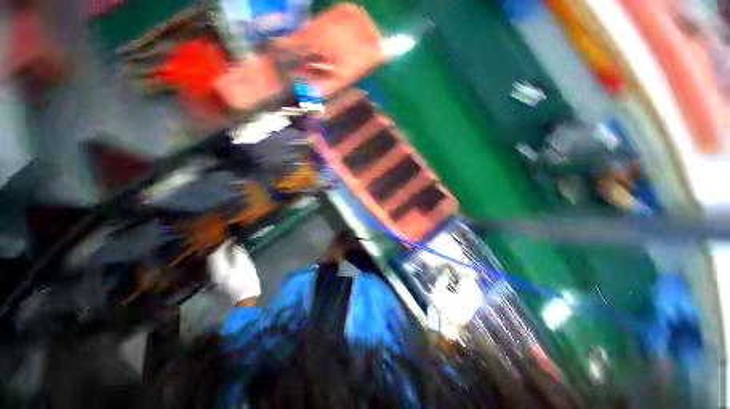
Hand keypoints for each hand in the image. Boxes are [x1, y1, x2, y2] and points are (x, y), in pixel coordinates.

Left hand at [207, 239, 260, 304]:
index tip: (231, 239)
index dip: (223, 244)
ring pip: (214, 262)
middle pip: (212, 258)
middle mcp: (214, 272)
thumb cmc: (246, 280)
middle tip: (229, 243)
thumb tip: (234, 245)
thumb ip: (238, 253)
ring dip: (220, 255)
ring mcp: (215, 278)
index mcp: (219, 268)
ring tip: (229, 249)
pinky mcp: (220, 281)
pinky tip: (229, 259)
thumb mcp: (245, 264)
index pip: (216, 253)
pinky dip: (222, 260)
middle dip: (219, 249)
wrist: (245, 297)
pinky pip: (217, 267)